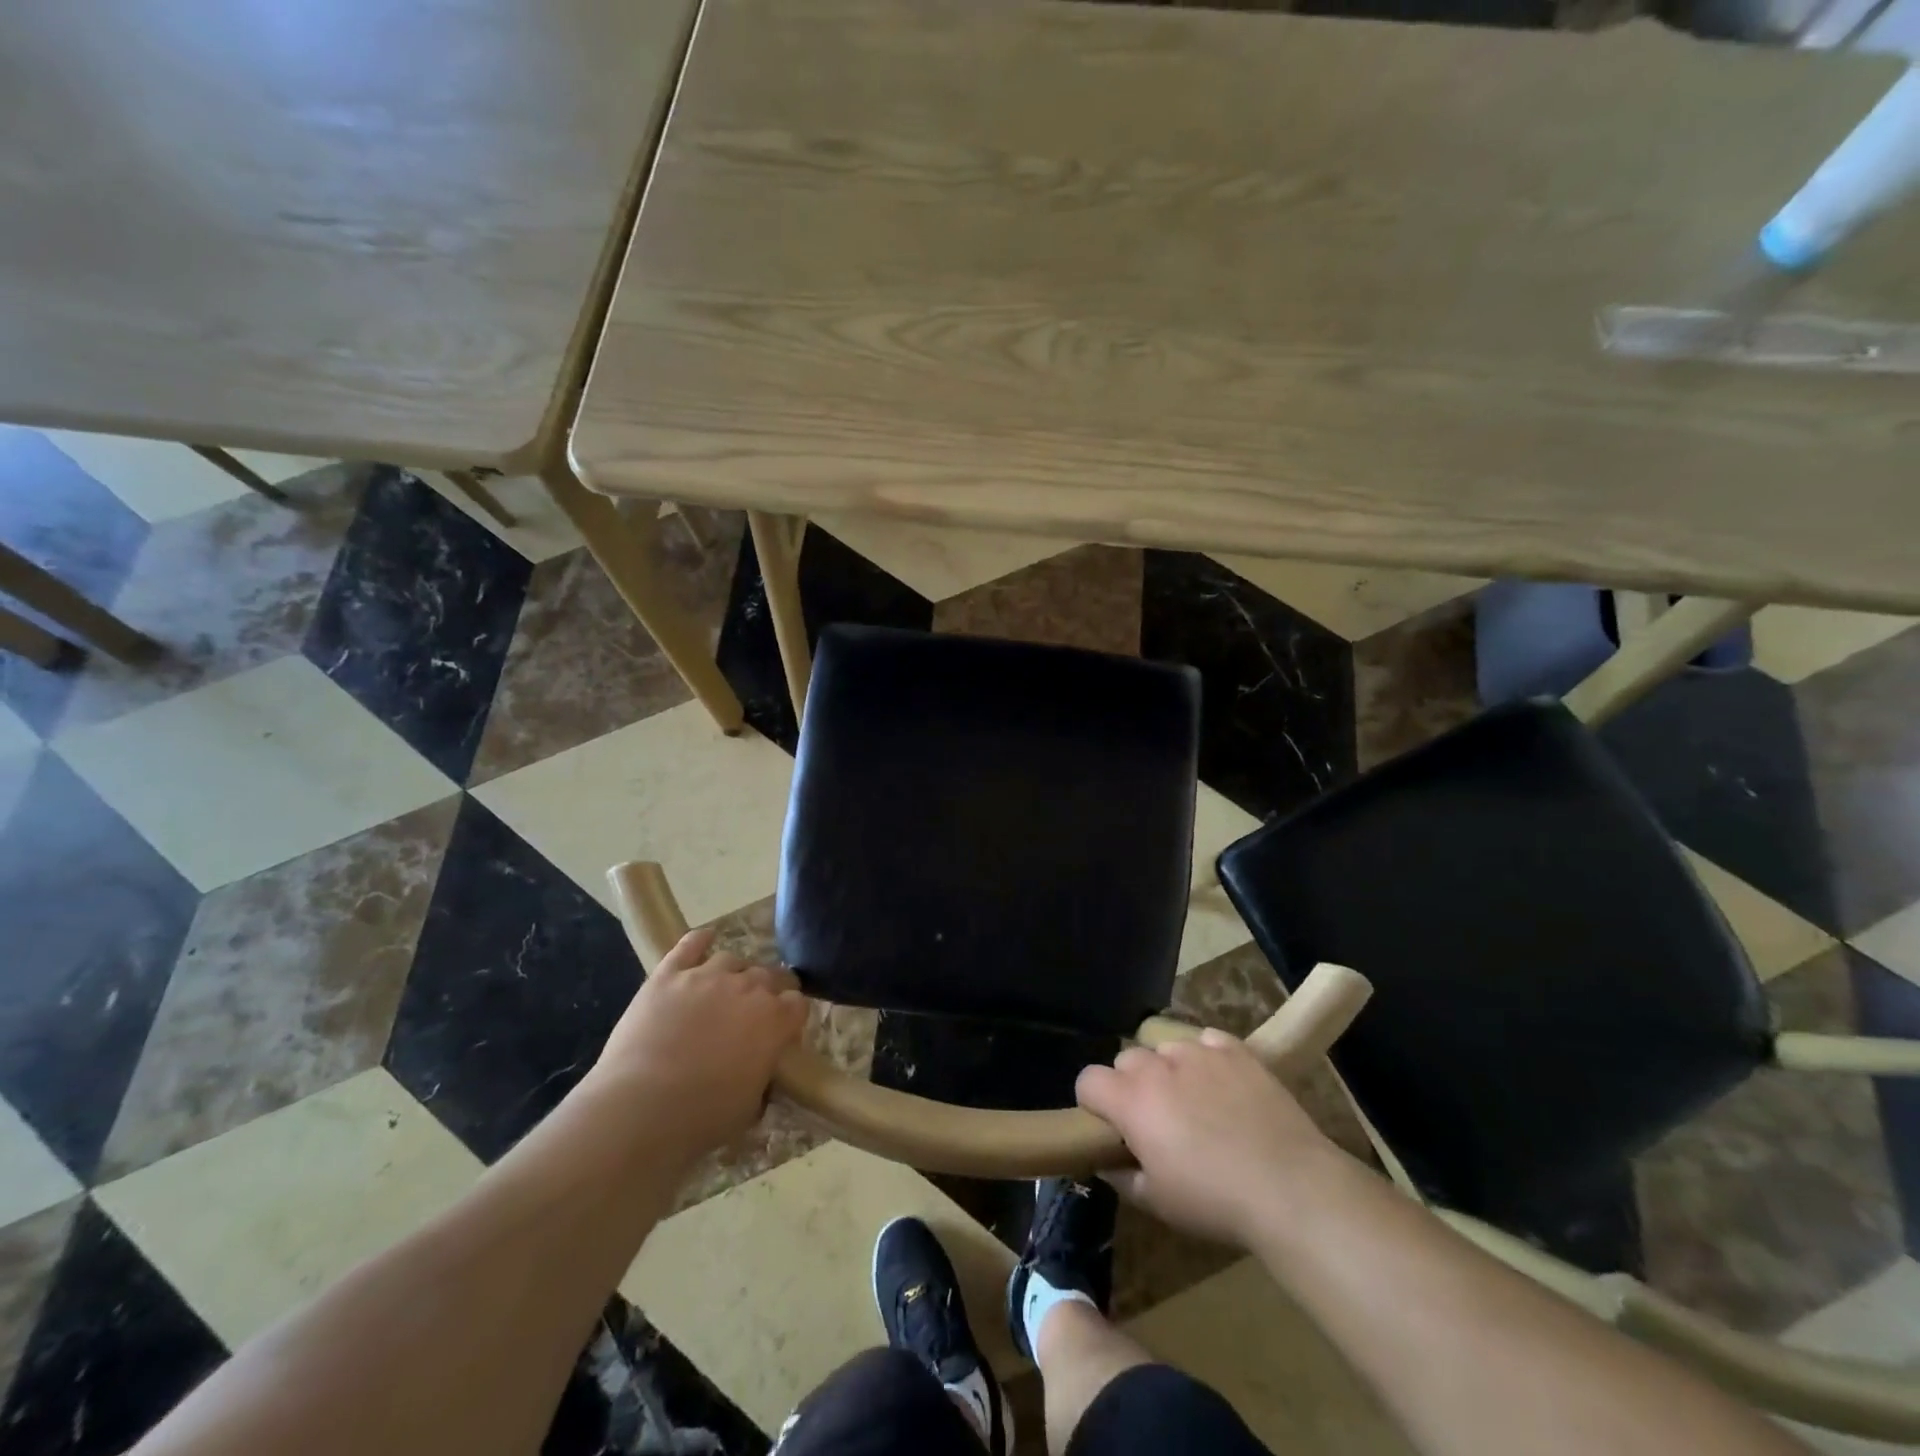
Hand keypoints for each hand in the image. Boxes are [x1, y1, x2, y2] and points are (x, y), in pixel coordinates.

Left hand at [589, 927, 808, 1161]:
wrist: (640, 1108)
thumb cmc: (702, 1118)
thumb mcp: (750, 1106)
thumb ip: (763, 1075)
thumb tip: (760, 1068)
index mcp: (775, 1020)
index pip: (798, 1003)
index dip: (792, 1016)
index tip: (783, 1032)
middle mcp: (748, 988)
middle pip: (770, 974)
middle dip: (768, 991)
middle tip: (754, 1014)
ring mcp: (706, 976)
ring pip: (732, 960)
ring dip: (734, 973)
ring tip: (724, 990)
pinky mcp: (669, 974)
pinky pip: (690, 945)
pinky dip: (699, 940)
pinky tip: (704, 939)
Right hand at [1076, 1029, 1342, 1246]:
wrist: (1290, 1187)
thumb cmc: (1215, 1200)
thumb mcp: (1158, 1203)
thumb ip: (1122, 1177)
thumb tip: (1106, 1163)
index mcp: (1132, 1101)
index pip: (1088, 1079)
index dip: (1093, 1101)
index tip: (1110, 1125)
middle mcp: (1158, 1066)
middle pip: (1127, 1059)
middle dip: (1132, 1084)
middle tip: (1156, 1119)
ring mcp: (1198, 1052)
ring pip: (1166, 1048)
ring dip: (1170, 1070)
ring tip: (1195, 1102)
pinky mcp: (1235, 1049)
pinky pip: (1207, 1041)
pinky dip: (1207, 1057)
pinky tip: (1223, 1084)